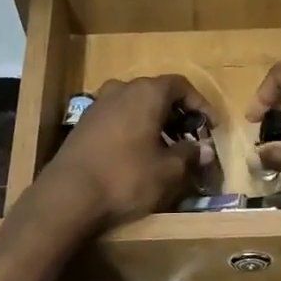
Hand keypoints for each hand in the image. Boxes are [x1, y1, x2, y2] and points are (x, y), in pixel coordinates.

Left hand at [36, 74, 212, 232]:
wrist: (68, 195)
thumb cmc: (126, 177)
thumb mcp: (167, 170)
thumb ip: (189, 155)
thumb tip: (205, 149)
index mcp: (146, 93)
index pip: (180, 85)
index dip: (200, 104)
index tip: (212, 126)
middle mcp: (121, 89)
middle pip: (156, 93)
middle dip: (177, 114)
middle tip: (191, 137)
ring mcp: (98, 105)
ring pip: (135, 105)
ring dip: (155, 122)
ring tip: (167, 148)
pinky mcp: (84, 124)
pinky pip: (118, 118)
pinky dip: (134, 129)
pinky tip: (139, 153)